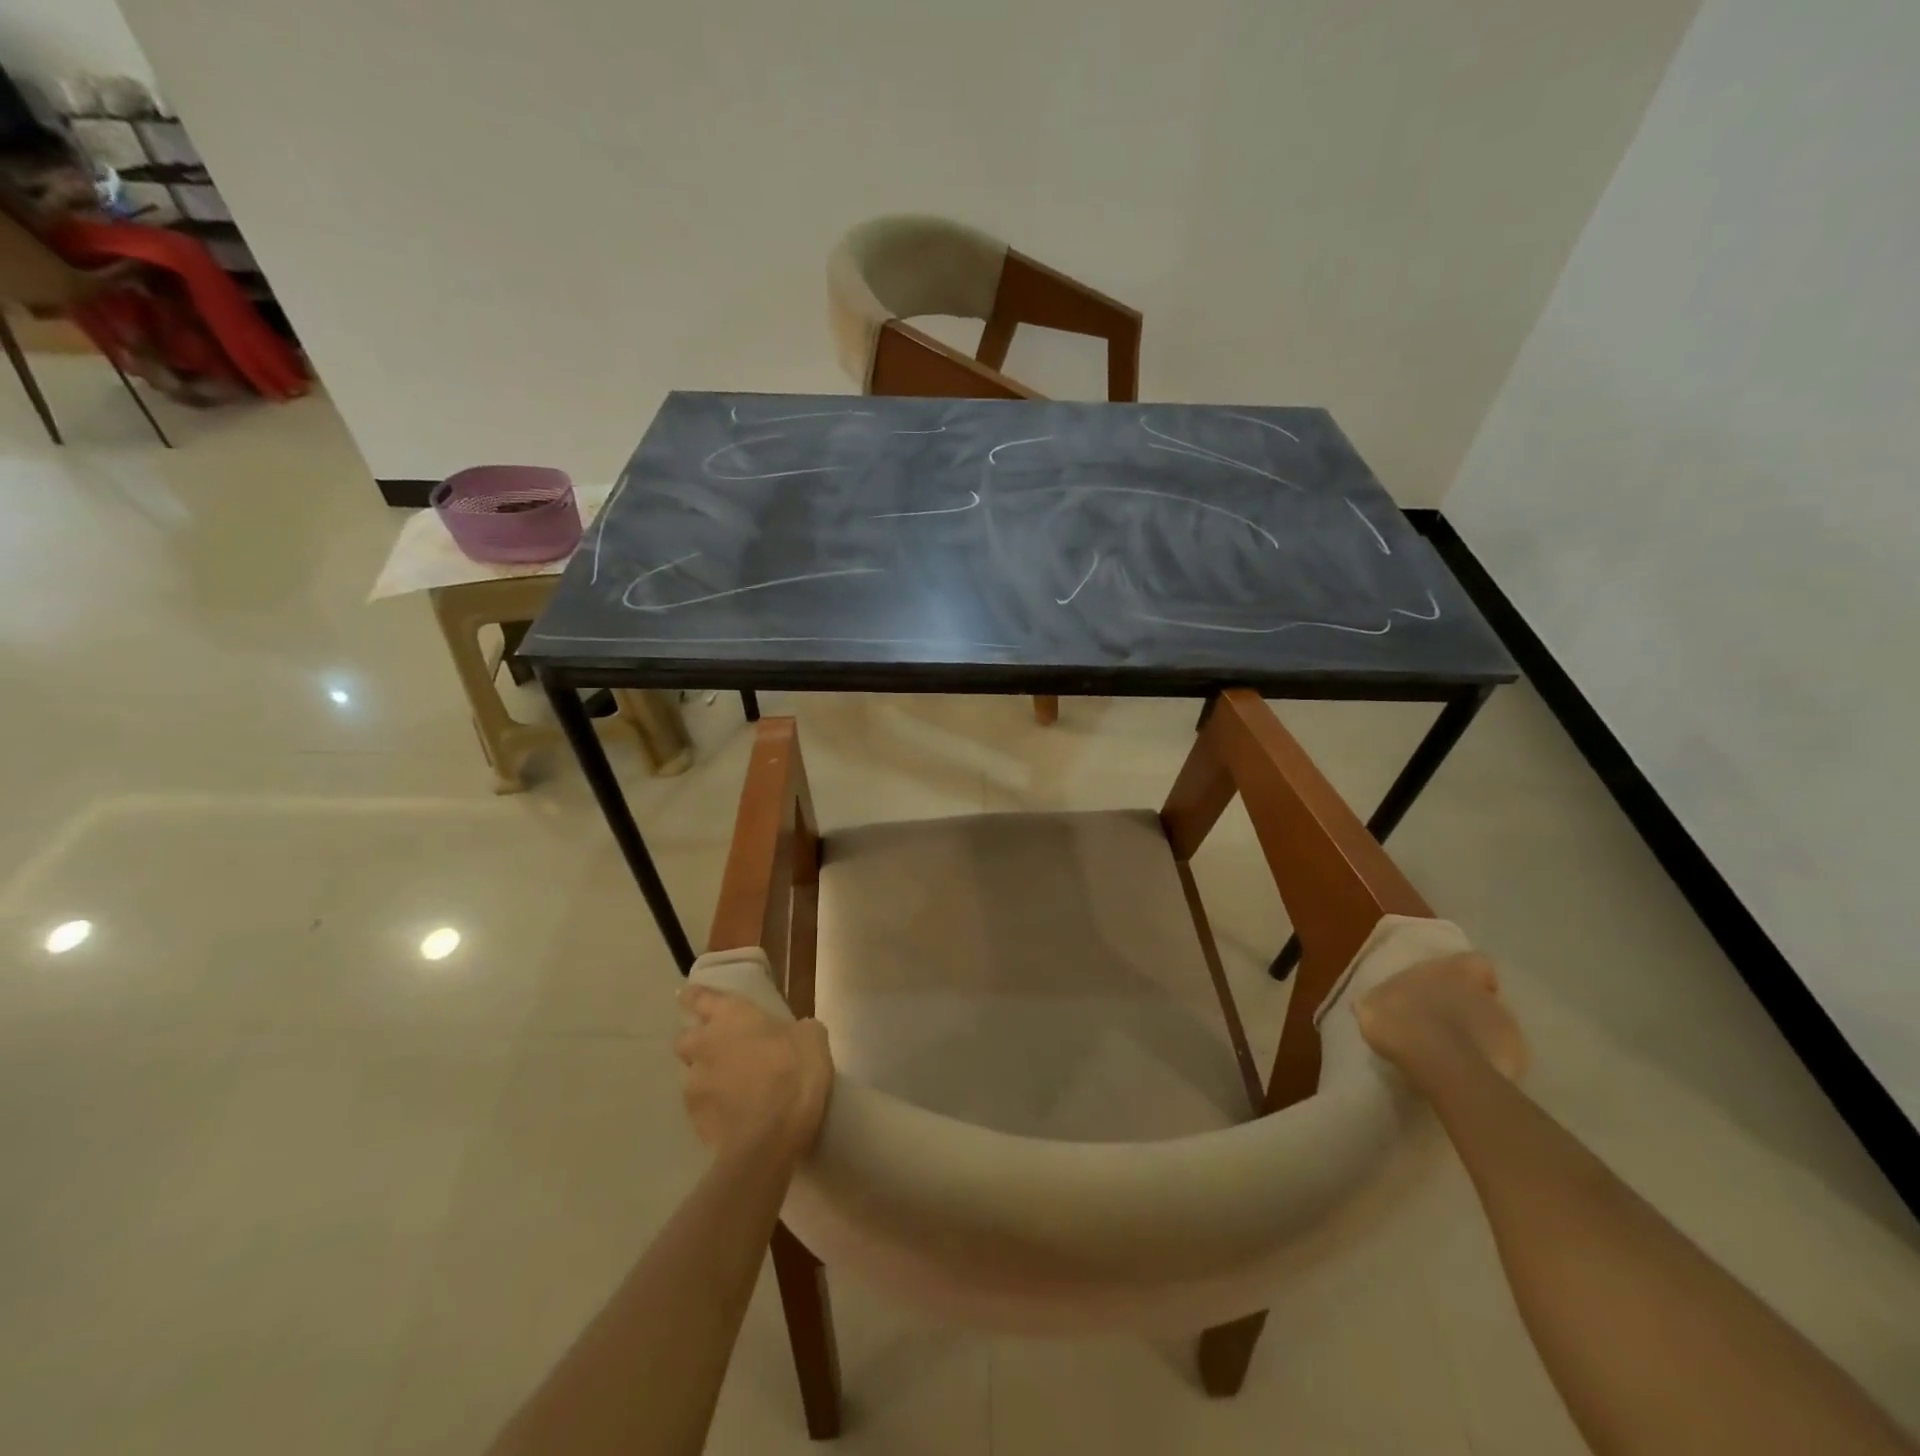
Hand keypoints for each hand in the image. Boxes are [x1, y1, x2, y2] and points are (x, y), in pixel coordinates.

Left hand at [674, 987, 833, 1158]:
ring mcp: (694, 1084)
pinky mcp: (694, 1119)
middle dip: (697, 1042)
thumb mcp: (811, 1038)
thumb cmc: (794, 1071)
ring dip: (706, 1077)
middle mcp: (704, 1044)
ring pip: (691, 1074)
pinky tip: (734, 1115)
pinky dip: (713, 1107)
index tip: (689, 996)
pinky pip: (700, 1106)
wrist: (772, 1135)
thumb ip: (794, 1030)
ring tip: (731, 1089)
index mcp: (731, 1016)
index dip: (694, 996)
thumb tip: (792, 1034)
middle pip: (685, 1038)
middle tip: (721, 1050)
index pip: (699, 997)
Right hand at [1355, 952, 1527, 1089]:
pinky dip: (1486, 1062)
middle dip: (1470, 1007)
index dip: (1466, 974)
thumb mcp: (1372, 1005)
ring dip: (1479, 1034)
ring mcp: (1506, 1025)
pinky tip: (1465, 1073)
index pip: (1473, 962)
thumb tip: (1374, 1003)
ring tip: (1454, 1053)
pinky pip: (1501, 1056)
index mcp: (1451, 970)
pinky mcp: (1517, 1058)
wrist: (1439, 1063)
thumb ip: (1381, 1000)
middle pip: (1484, 995)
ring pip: (1495, 1025)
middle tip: (1446, 1023)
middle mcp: (1483, 992)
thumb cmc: (1401, 1020)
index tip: (1453, 987)